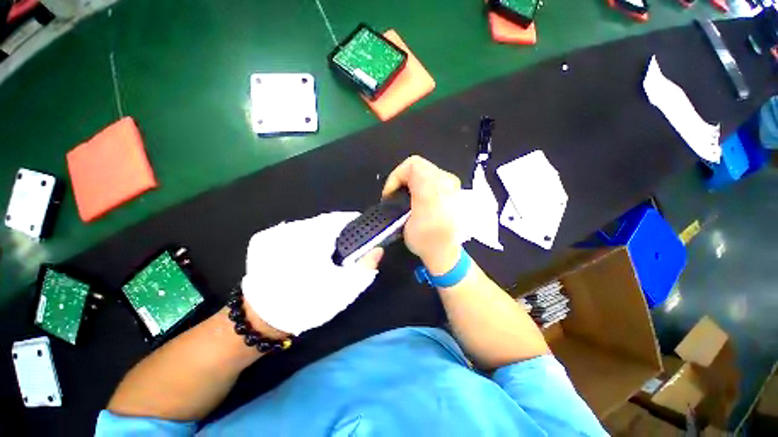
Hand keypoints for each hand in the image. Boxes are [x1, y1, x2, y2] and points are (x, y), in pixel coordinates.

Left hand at [240, 212, 382, 335]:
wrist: (261, 320)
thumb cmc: (308, 303)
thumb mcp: (344, 290)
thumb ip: (365, 268)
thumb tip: (378, 249)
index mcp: (314, 237)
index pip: (339, 218)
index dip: (352, 222)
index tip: (360, 230)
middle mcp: (292, 228)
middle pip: (323, 222)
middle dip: (336, 231)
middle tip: (343, 248)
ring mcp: (275, 232)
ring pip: (307, 226)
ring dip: (319, 235)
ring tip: (322, 253)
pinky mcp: (263, 239)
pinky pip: (291, 232)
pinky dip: (302, 239)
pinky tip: (302, 256)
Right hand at [382, 156, 461, 274]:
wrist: (447, 253)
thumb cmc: (425, 239)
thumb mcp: (406, 218)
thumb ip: (402, 196)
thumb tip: (399, 187)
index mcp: (435, 184)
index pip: (411, 165)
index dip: (395, 177)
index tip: (391, 195)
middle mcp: (447, 179)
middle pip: (419, 168)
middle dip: (403, 181)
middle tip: (397, 197)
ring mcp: (452, 185)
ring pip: (425, 173)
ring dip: (412, 184)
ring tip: (406, 201)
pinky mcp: (454, 192)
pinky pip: (432, 181)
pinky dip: (421, 187)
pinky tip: (419, 202)